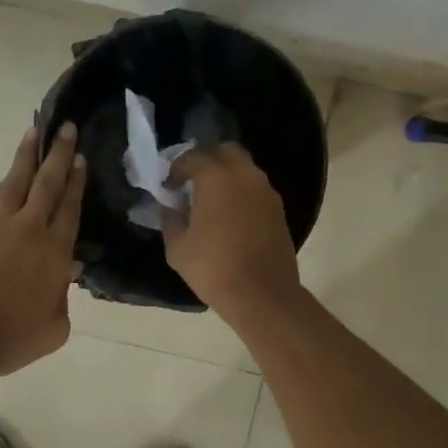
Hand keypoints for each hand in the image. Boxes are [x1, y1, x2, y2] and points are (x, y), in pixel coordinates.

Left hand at [0, 122, 86, 377]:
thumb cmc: (8, 339)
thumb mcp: (53, 328)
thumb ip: (62, 298)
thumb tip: (64, 274)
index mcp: (54, 251)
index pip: (70, 207)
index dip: (76, 181)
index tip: (80, 156)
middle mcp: (27, 229)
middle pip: (46, 182)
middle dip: (57, 152)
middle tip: (64, 126)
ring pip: (14, 182)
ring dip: (25, 155)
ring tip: (32, 131)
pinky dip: (2, 186)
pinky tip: (5, 180)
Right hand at [161, 143, 301, 315]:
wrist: (263, 295)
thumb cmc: (213, 269)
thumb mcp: (177, 247)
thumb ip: (171, 218)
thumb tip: (171, 205)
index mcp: (217, 178)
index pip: (193, 158)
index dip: (176, 170)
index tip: (168, 187)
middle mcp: (246, 175)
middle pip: (226, 151)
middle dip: (207, 161)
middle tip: (193, 183)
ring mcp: (267, 192)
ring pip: (244, 169)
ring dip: (226, 177)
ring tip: (211, 202)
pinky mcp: (279, 210)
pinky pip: (256, 189)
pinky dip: (241, 193)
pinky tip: (230, 216)